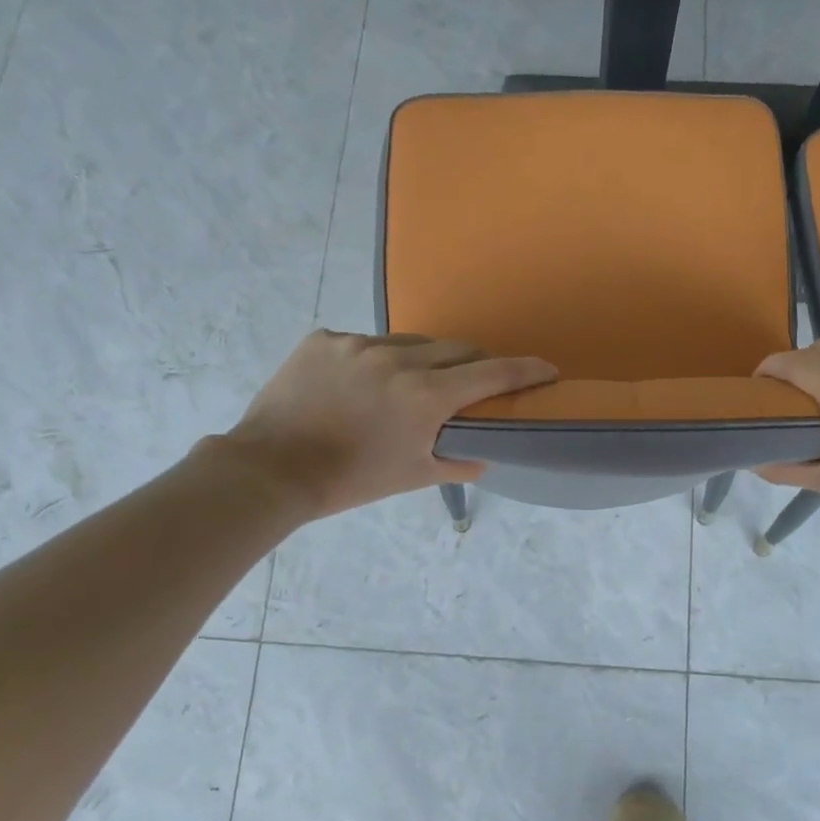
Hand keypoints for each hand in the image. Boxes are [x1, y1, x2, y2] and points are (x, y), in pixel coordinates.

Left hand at [226, 331, 556, 518]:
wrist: (272, 469)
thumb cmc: (350, 481)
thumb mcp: (412, 476)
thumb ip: (457, 462)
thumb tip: (484, 455)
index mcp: (425, 395)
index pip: (491, 373)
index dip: (525, 370)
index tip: (547, 368)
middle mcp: (396, 359)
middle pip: (454, 348)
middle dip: (473, 363)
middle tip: (473, 381)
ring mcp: (356, 344)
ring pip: (408, 343)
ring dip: (421, 361)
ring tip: (407, 387)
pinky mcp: (323, 339)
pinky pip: (363, 343)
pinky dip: (373, 361)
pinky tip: (358, 386)